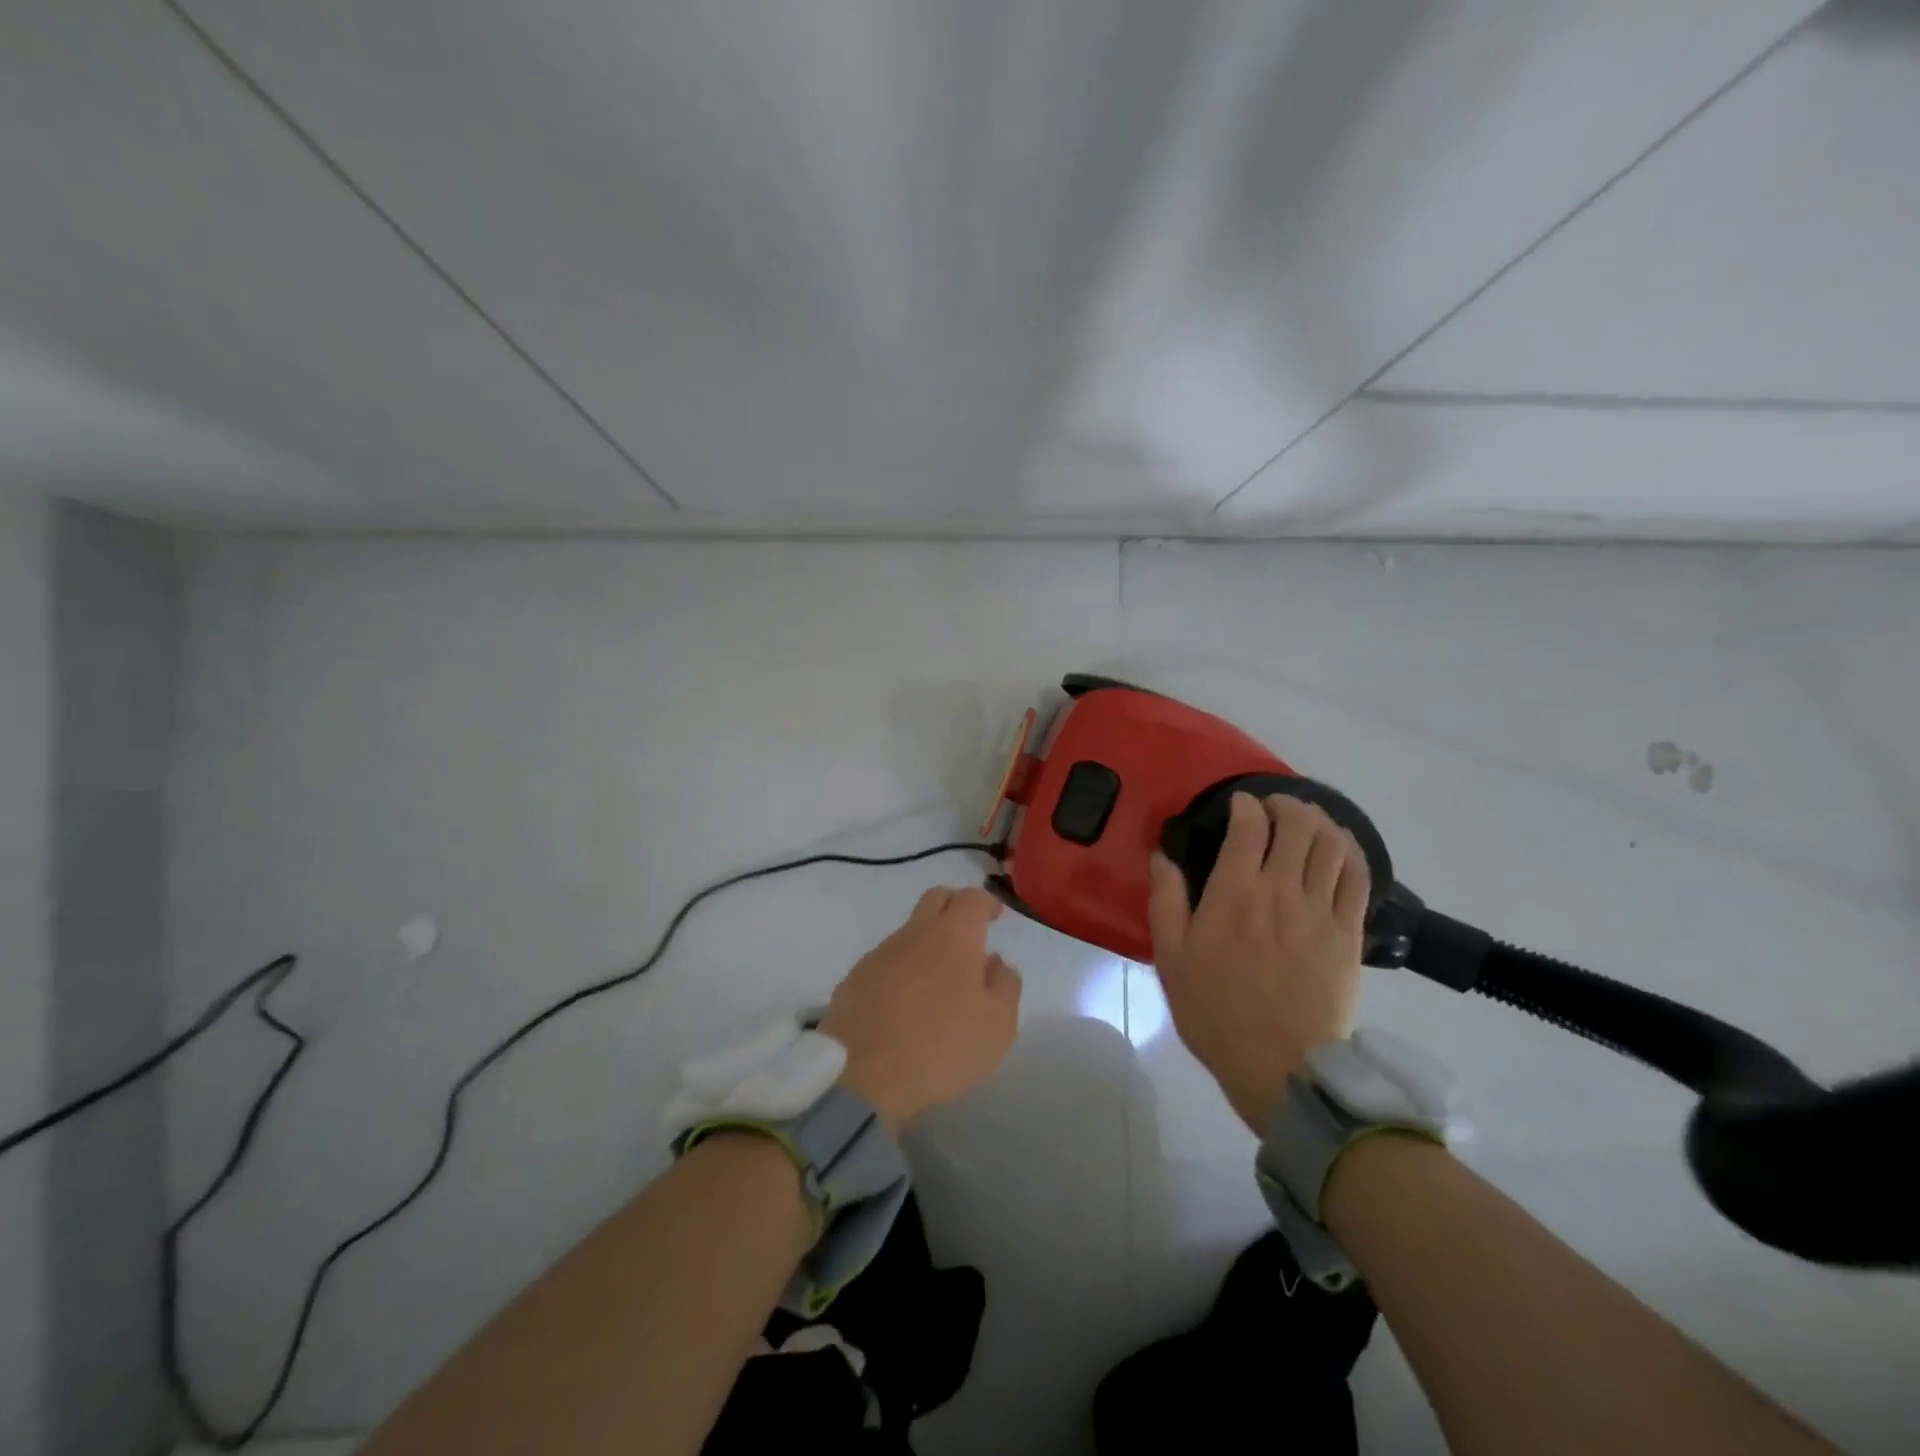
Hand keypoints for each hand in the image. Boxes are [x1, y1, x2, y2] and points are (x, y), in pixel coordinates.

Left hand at [819, 886, 1022, 1129]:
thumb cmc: (942, 1047)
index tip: (996, 917)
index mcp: (954, 935)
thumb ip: (1005, 985)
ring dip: (927, 944)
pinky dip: (901, 970)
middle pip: (936, 899)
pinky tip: (904, 1004)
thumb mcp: (997, 1026)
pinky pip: (886, 962)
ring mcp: (880, 954)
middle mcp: (915, 933)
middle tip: (969, 935)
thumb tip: (996, 963)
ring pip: (909, 932)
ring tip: (937, 982)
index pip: (972, 898)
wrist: (863, 1077)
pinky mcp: (854, 979)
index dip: (987, 903)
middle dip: (955, 907)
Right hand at [1148, 792, 1369, 1131]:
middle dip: (1287, 804)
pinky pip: (1359, 878)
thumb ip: (1166, 900)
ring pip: (1332, 844)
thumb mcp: (1171, 958)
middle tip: (1273, 808)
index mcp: (1234, 893)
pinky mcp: (1349, 933)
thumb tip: (1162, 856)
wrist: (1279, 1066)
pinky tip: (1340, 849)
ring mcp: (1321, 911)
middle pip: (1299, 824)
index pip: (1249, 826)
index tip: (1238, 805)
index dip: (1246, 805)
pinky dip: (1351, 853)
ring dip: (1320, 821)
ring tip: (1307, 822)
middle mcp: (1281, 890)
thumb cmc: (1215, 1011)